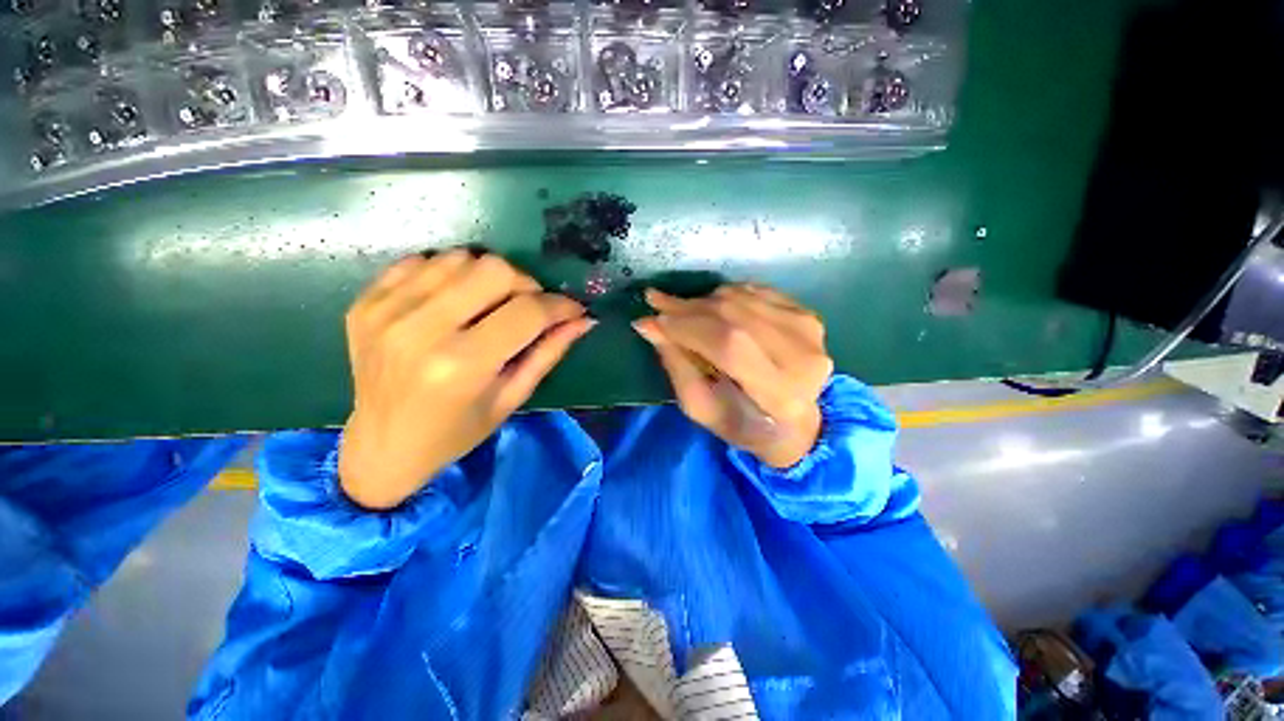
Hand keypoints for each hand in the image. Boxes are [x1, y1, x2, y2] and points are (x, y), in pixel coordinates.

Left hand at [338, 250, 593, 509]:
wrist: (381, 445)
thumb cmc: (457, 432)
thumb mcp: (512, 398)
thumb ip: (549, 353)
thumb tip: (584, 319)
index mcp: (462, 365)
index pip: (527, 312)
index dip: (560, 305)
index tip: (573, 309)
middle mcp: (421, 331)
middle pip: (494, 270)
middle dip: (525, 285)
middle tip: (528, 307)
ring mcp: (387, 311)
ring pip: (460, 258)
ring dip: (487, 278)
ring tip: (489, 305)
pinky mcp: (367, 302)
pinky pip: (423, 261)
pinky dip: (449, 275)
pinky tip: (452, 302)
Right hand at [632, 284, 832, 468]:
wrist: (797, 423)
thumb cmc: (744, 426)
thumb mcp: (702, 409)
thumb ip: (677, 366)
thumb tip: (649, 325)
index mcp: (780, 394)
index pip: (729, 345)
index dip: (687, 327)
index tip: (651, 319)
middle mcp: (802, 357)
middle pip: (735, 316)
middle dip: (688, 308)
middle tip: (656, 303)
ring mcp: (809, 331)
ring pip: (742, 298)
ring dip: (703, 300)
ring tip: (678, 308)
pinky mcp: (808, 315)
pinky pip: (756, 291)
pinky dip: (726, 295)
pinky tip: (709, 306)